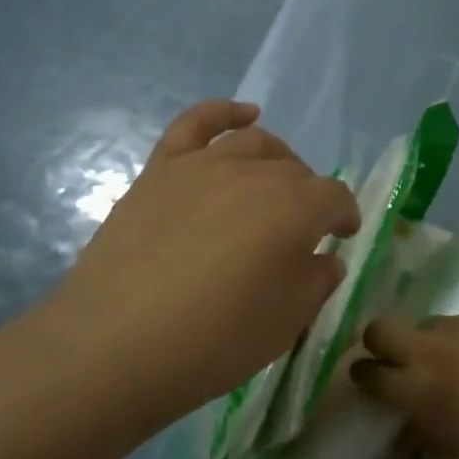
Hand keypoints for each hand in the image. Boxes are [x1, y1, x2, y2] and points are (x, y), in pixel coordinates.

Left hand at [26, 100, 360, 434]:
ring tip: (276, 183)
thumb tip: (324, 258)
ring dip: (278, 159)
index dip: (344, 216)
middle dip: (309, 196)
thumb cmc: (214, 341)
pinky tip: (244, 114)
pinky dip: (225, 112)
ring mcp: (204, 166)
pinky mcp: (161, 169)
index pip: (334, 198)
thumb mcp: (287, 323)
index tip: (342, 237)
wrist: (114, 346)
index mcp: (296, 209)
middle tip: (301, 230)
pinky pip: (197, 123)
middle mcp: (255, 174)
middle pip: (296, 171)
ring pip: (255, 144)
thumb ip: (317, 281)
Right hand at [353, 305, 458, 458]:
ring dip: (440, 343)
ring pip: (434, 324)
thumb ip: (428, 426)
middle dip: (380, 341)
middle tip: (395, 355)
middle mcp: (434, 347)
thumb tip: (411, 419)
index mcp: (421, 388)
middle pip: (382, 328)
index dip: (364, 375)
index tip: (367, 377)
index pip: (371, 373)